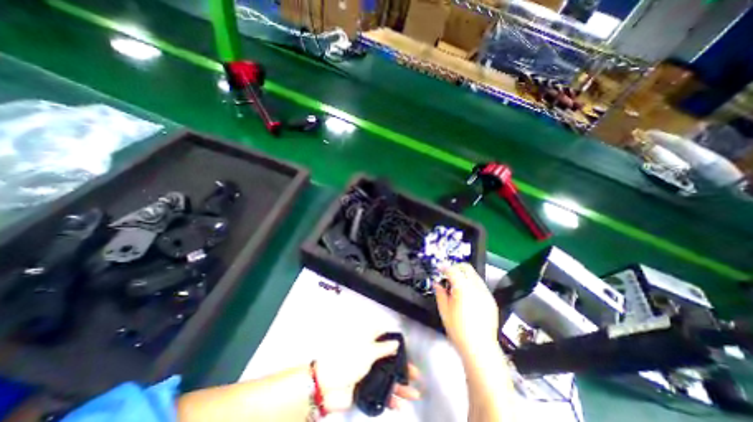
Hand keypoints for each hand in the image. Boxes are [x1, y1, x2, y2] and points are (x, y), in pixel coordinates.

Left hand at [315, 340, 420, 411]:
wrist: (327, 386)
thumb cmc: (347, 360)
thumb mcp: (367, 351)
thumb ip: (383, 348)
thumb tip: (395, 343)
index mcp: (367, 341)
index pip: (384, 337)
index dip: (395, 340)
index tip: (406, 346)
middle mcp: (369, 355)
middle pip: (389, 360)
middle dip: (402, 367)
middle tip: (415, 373)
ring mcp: (367, 372)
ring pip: (387, 378)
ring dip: (400, 386)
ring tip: (414, 393)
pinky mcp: (365, 388)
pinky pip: (381, 393)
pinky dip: (390, 399)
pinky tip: (400, 404)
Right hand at [436, 264, 498, 355]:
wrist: (480, 348)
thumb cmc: (458, 330)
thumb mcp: (444, 310)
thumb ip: (440, 293)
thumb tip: (437, 283)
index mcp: (463, 288)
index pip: (452, 270)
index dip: (444, 267)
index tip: (439, 269)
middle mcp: (476, 287)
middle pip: (466, 267)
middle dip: (455, 267)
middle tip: (447, 274)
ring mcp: (486, 293)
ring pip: (474, 275)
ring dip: (464, 275)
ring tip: (456, 286)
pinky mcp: (491, 300)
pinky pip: (480, 285)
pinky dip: (472, 284)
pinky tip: (467, 295)